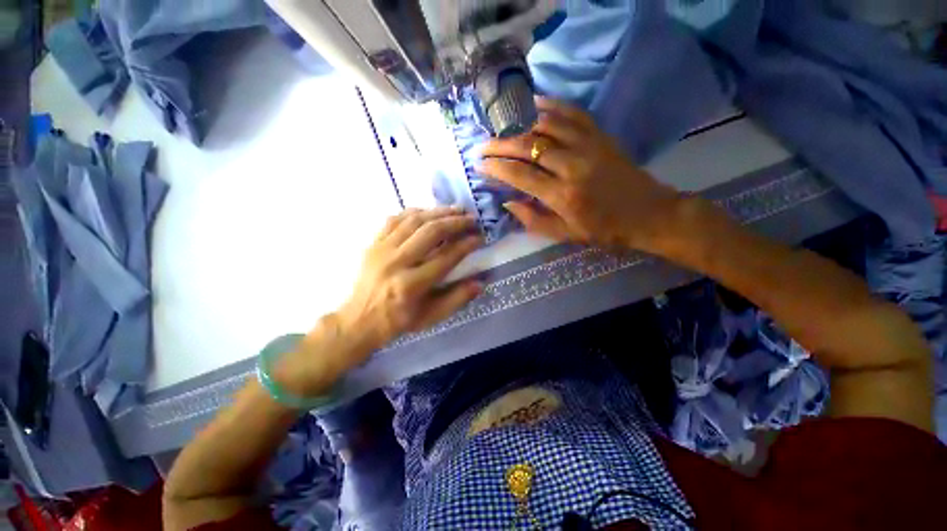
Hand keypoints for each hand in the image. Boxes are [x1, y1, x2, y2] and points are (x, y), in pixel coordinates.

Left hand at [337, 207, 482, 353]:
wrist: (360, 319)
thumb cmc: (399, 320)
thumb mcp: (431, 317)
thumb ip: (456, 299)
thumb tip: (480, 283)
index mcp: (412, 285)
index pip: (446, 257)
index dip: (466, 245)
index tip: (479, 238)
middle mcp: (396, 262)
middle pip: (430, 232)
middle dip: (455, 222)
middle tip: (472, 219)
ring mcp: (382, 249)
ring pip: (414, 220)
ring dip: (438, 212)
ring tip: (456, 209)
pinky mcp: (373, 243)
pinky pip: (395, 219)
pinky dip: (415, 212)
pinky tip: (428, 212)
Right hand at [480, 98, 682, 250]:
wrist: (648, 213)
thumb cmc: (604, 229)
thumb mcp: (565, 235)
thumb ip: (534, 220)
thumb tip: (508, 202)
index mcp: (562, 196)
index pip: (520, 175)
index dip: (497, 168)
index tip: (480, 164)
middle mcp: (572, 166)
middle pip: (528, 147)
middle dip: (500, 144)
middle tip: (483, 145)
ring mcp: (588, 146)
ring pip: (546, 126)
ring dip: (519, 124)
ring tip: (501, 127)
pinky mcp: (600, 136)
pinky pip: (572, 114)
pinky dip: (551, 106)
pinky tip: (534, 104)